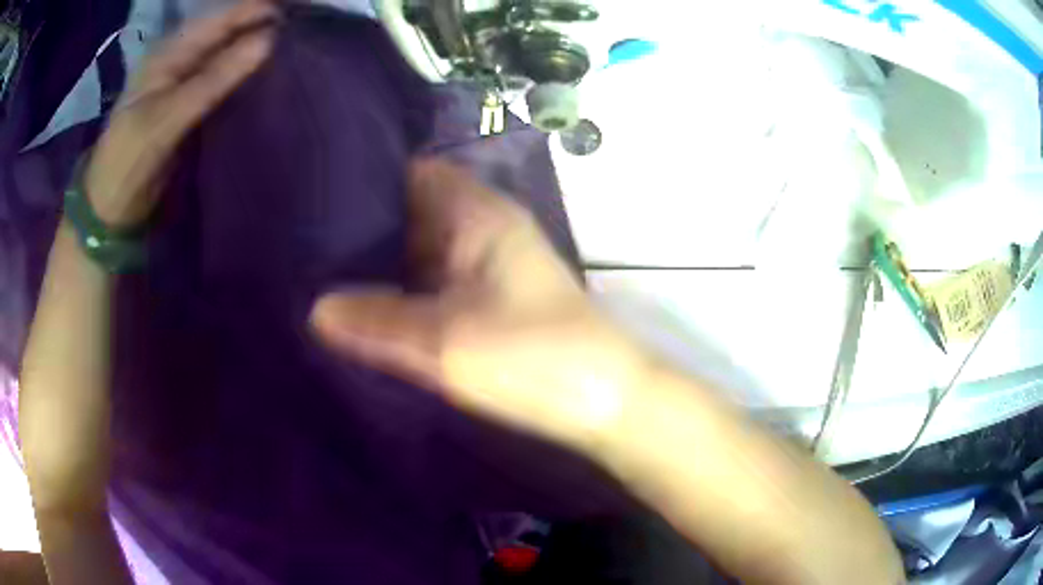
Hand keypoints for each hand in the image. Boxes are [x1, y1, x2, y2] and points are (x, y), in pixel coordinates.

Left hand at [85, 0, 277, 226]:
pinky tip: (265, 77)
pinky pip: (222, 80)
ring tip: (293, 50)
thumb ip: (215, 77)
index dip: (256, 11)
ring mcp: (184, 82)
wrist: (110, 207)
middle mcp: (180, 59)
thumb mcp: (168, 117)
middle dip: (260, 27)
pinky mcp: (189, 105)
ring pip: (226, 55)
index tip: (298, 14)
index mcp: (170, 52)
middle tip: (302, 32)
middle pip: (226, 32)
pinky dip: (244, 76)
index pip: (220, 18)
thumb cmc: (130, 159)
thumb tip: (269, 40)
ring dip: (255, 51)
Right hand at [312, 159, 651, 452]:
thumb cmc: (535, 359)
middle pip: (409, 213)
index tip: (313, 199)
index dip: (363, 179)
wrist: (607, 403)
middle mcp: (480, 229)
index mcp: (476, 213)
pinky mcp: (487, 301)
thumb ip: (376, 322)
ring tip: (315, 276)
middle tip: (302, 246)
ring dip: (378, 265)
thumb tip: (314, 309)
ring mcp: (484, 266)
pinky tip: (361, 310)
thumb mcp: (446, 341)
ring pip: (418, 252)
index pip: (410, 173)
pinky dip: (400, 293)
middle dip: (360, 229)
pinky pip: (431, 285)